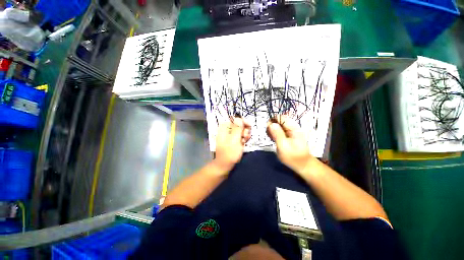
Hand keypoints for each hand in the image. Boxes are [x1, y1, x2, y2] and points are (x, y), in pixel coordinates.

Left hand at [214, 117, 250, 170]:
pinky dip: (243, 138)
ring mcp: (230, 135)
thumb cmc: (229, 153)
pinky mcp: (233, 140)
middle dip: (244, 129)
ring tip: (244, 141)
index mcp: (224, 128)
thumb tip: (238, 118)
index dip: (242, 121)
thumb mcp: (234, 140)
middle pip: (239, 125)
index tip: (249, 125)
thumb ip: (237, 128)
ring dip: (245, 134)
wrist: (225, 165)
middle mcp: (227, 130)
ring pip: (241, 130)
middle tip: (245, 136)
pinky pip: (240, 136)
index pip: (235, 119)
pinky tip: (244, 143)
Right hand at [266, 115, 314, 174]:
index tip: (268, 128)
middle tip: (269, 134)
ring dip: (273, 129)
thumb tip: (271, 124)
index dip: (273, 120)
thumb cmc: (293, 157)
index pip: (281, 117)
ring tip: (271, 137)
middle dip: (272, 125)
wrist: (302, 165)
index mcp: (293, 128)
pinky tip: (273, 138)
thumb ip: (277, 134)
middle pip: (280, 120)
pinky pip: (280, 130)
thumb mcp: (283, 146)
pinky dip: (275, 133)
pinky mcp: (288, 135)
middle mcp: (293, 128)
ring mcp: (291, 131)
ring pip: (279, 125)